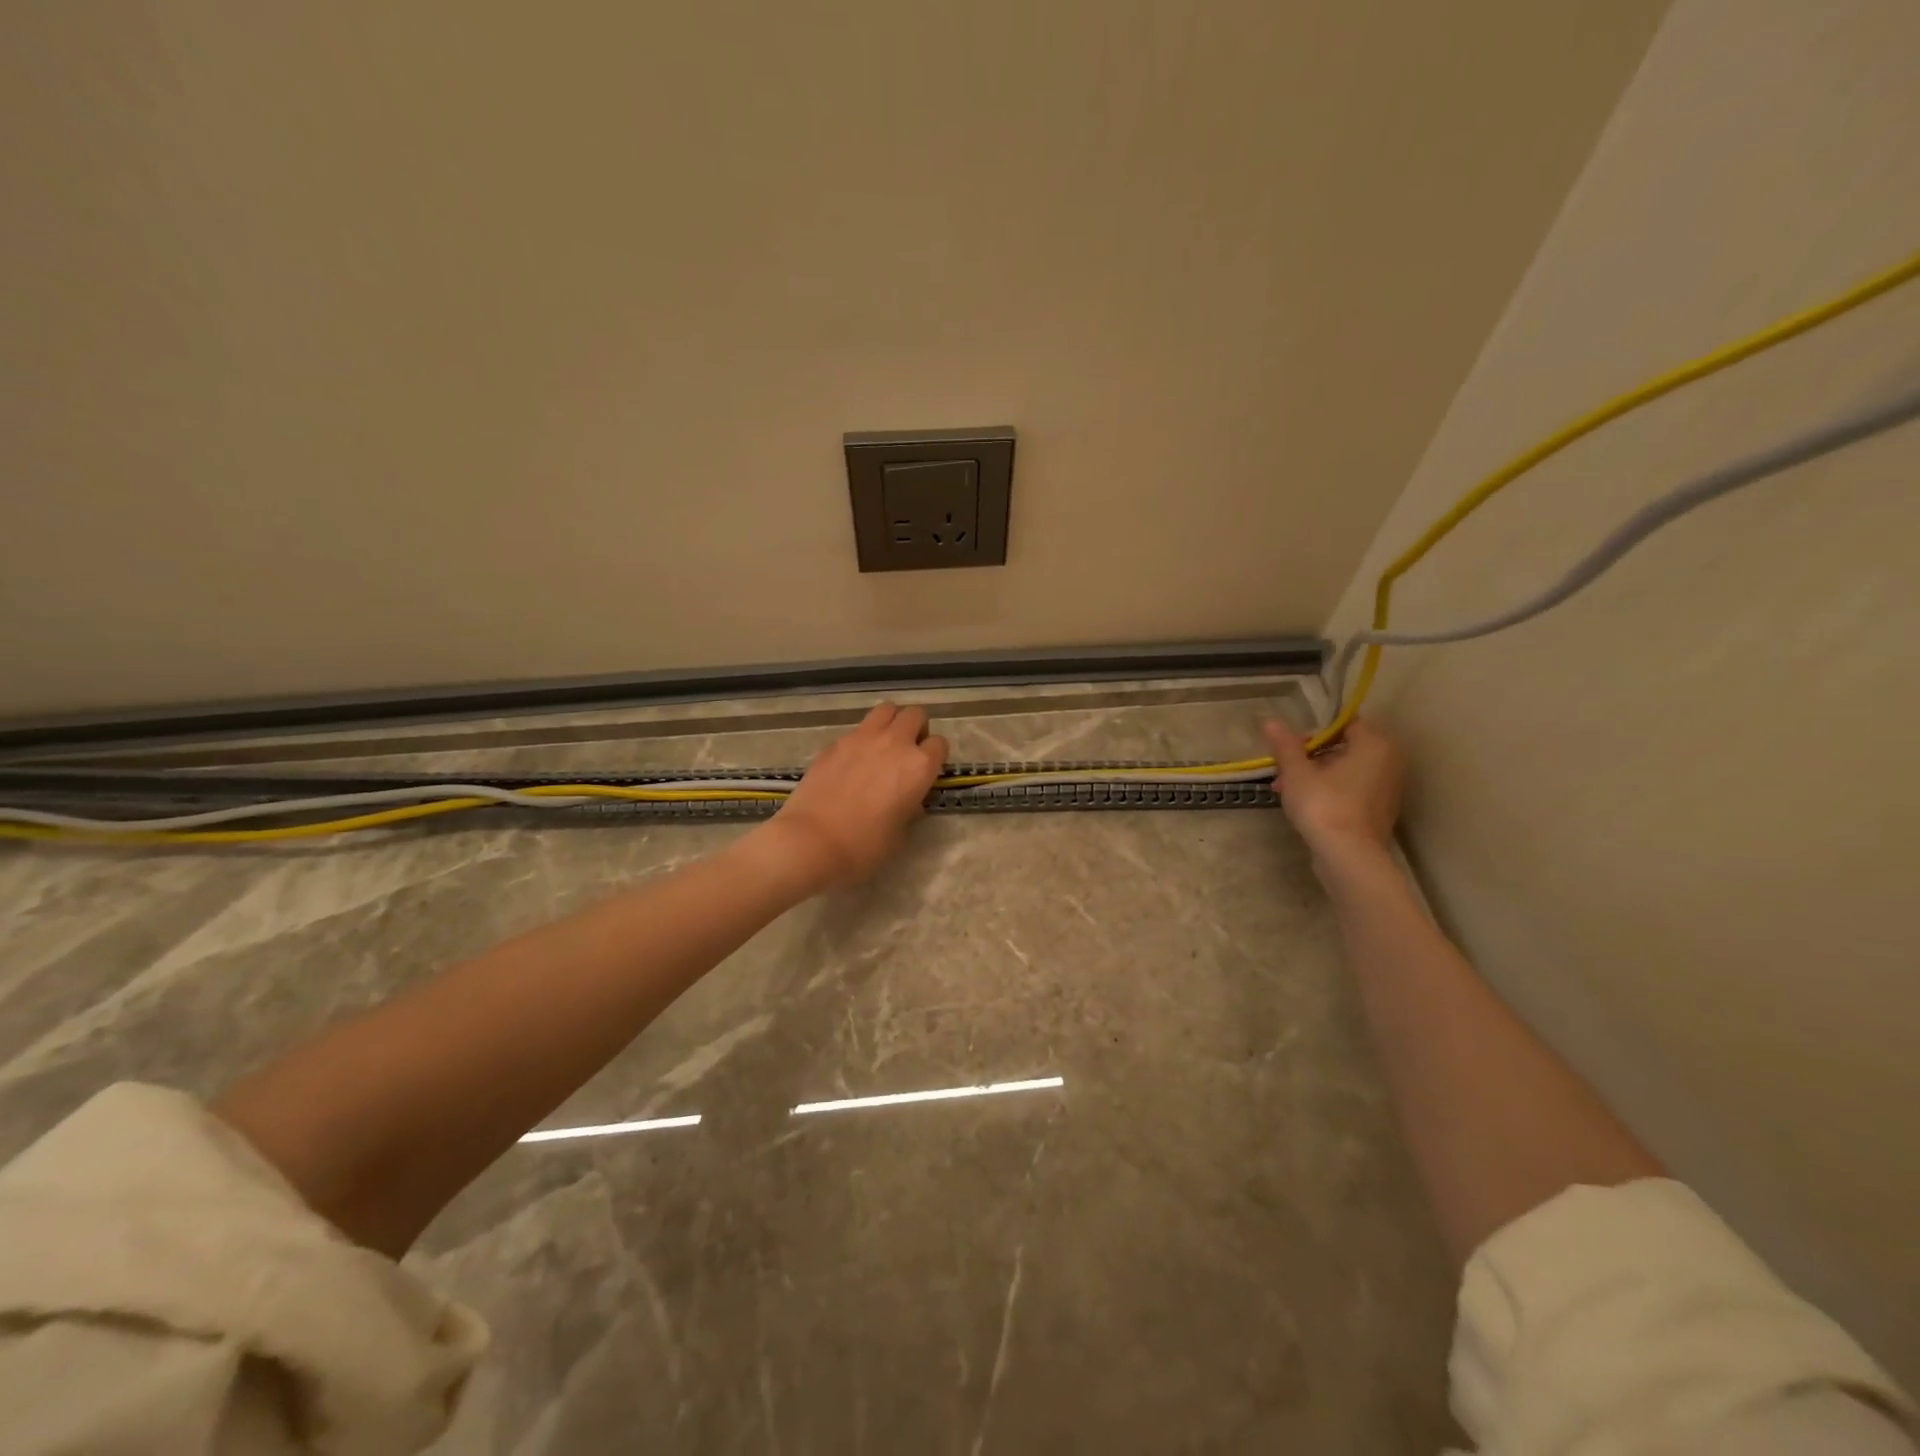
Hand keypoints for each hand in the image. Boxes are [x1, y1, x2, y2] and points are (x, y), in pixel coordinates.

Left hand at [759, 703, 948, 891]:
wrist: (811, 841)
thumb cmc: (863, 846)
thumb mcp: (900, 833)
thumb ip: (909, 808)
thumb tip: (908, 800)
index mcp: (919, 766)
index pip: (940, 744)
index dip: (935, 757)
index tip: (926, 772)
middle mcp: (895, 743)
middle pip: (915, 715)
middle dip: (916, 729)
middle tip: (907, 752)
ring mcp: (862, 738)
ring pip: (886, 709)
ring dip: (891, 723)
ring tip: (883, 746)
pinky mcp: (835, 742)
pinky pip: (858, 729)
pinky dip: (862, 739)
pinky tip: (852, 763)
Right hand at [1263, 718, 1403, 866]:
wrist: (1348, 857)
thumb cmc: (1323, 805)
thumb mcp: (1297, 772)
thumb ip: (1285, 745)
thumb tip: (1270, 721)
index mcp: (1374, 745)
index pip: (1343, 724)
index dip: (1312, 733)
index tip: (1290, 749)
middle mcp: (1389, 762)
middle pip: (1343, 748)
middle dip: (1309, 758)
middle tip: (1282, 772)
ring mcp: (1388, 789)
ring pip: (1346, 771)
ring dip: (1315, 776)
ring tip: (1285, 791)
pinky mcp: (1380, 811)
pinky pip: (1352, 790)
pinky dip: (1330, 792)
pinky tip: (1304, 806)